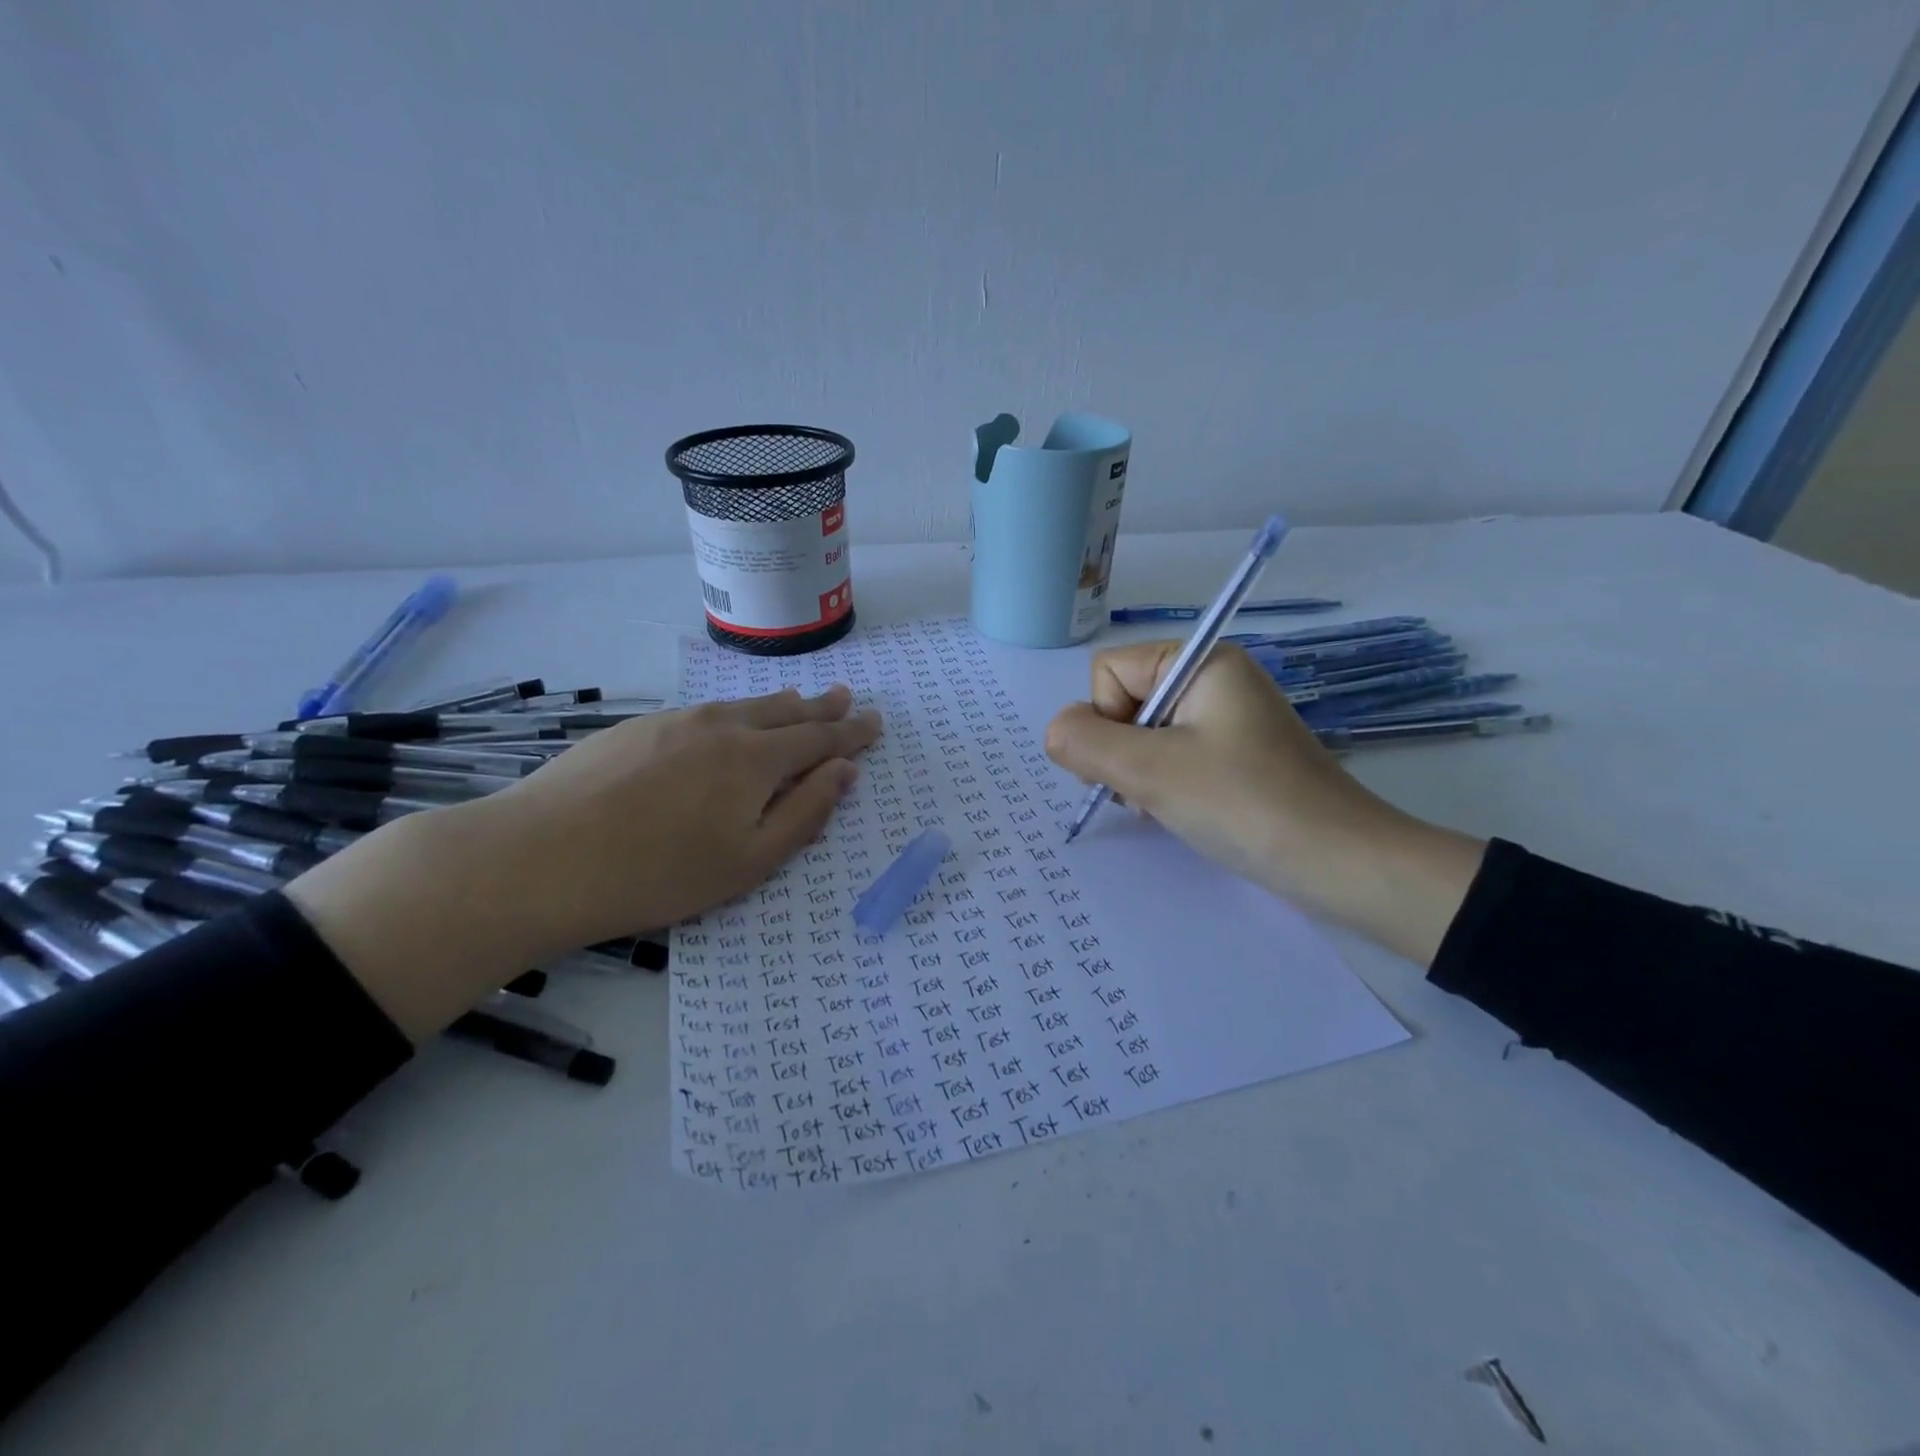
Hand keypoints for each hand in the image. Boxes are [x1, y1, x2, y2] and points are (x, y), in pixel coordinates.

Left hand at [286, 686, 881, 1040]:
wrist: (541, 857)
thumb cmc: (658, 873)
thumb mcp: (748, 861)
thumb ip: (804, 813)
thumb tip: (844, 771)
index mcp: (756, 759)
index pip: (819, 738)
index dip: (851, 732)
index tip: (874, 722)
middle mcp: (722, 726)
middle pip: (784, 711)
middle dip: (820, 707)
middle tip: (845, 697)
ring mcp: (676, 721)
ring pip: (743, 706)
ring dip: (778, 705)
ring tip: (797, 700)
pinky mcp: (637, 728)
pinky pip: (705, 712)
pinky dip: (734, 713)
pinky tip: (727, 723)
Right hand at [1043, 642, 1484, 965]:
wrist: (1338, 862)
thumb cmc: (1243, 804)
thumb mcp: (1151, 771)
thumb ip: (1085, 743)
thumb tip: (1055, 731)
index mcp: (1199, 661)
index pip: (1108, 672)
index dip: (1106, 720)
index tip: (1138, 764)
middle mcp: (1212, 678)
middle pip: (1122, 702)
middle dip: (1122, 752)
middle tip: (1152, 791)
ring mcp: (1225, 718)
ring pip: (1141, 734)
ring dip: (1140, 774)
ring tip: (1170, 806)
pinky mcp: (1233, 754)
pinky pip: (1171, 756)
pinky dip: (1164, 785)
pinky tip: (1183, 811)